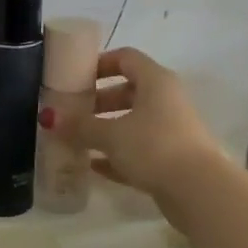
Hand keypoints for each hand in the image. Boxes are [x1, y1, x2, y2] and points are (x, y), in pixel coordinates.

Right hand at [41, 47, 224, 201]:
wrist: (197, 190)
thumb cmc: (153, 146)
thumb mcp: (111, 135)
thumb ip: (81, 126)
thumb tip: (51, 118)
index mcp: (156, 81)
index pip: (126, 58)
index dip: (100, 63)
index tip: (75, 77)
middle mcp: (166, 100)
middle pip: (128, 92)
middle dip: (98, 101)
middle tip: (71, 112)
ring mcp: (171, 130)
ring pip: (133, 123)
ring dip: (105, 130)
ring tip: (76, 140)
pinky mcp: (171, 158)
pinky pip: (138, 150)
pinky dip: (117, 155)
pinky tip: (93, 166)